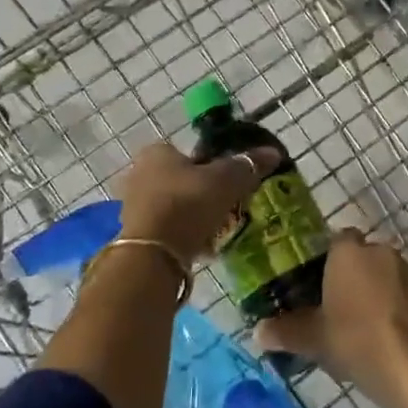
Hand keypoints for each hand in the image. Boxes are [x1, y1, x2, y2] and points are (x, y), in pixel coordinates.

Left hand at [117, 141, 279, 259]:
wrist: (154, 254)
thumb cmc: (187, 203)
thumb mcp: (226, 180)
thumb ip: (249, 165)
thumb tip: (273, 153)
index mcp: (157, 152)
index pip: (190, 152)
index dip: (212, 165)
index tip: (230, 183)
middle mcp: (140, 174)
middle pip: (182, 179)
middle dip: (204, 193)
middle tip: (228, 207)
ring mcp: (134, 206)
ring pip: (175, 205)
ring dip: (195, 215)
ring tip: (219, 229)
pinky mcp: (136, 235)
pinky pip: (168, 228)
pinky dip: (185, 234)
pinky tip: (203, 246)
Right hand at [254, 231, 407, 407]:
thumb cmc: (356, 341)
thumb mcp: (314, 339)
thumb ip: (286, 331)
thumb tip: (258, 331)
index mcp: (349, 252)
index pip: (336, 240)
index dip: (327, 259)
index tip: (317, 284)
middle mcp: (381, 251)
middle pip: (362, 256)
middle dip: (352, 275)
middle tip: (335, 306)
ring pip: (385, 273)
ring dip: (375, 290)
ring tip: (361, 324)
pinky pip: (403, 293)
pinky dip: (394, 306)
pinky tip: (385, 333)